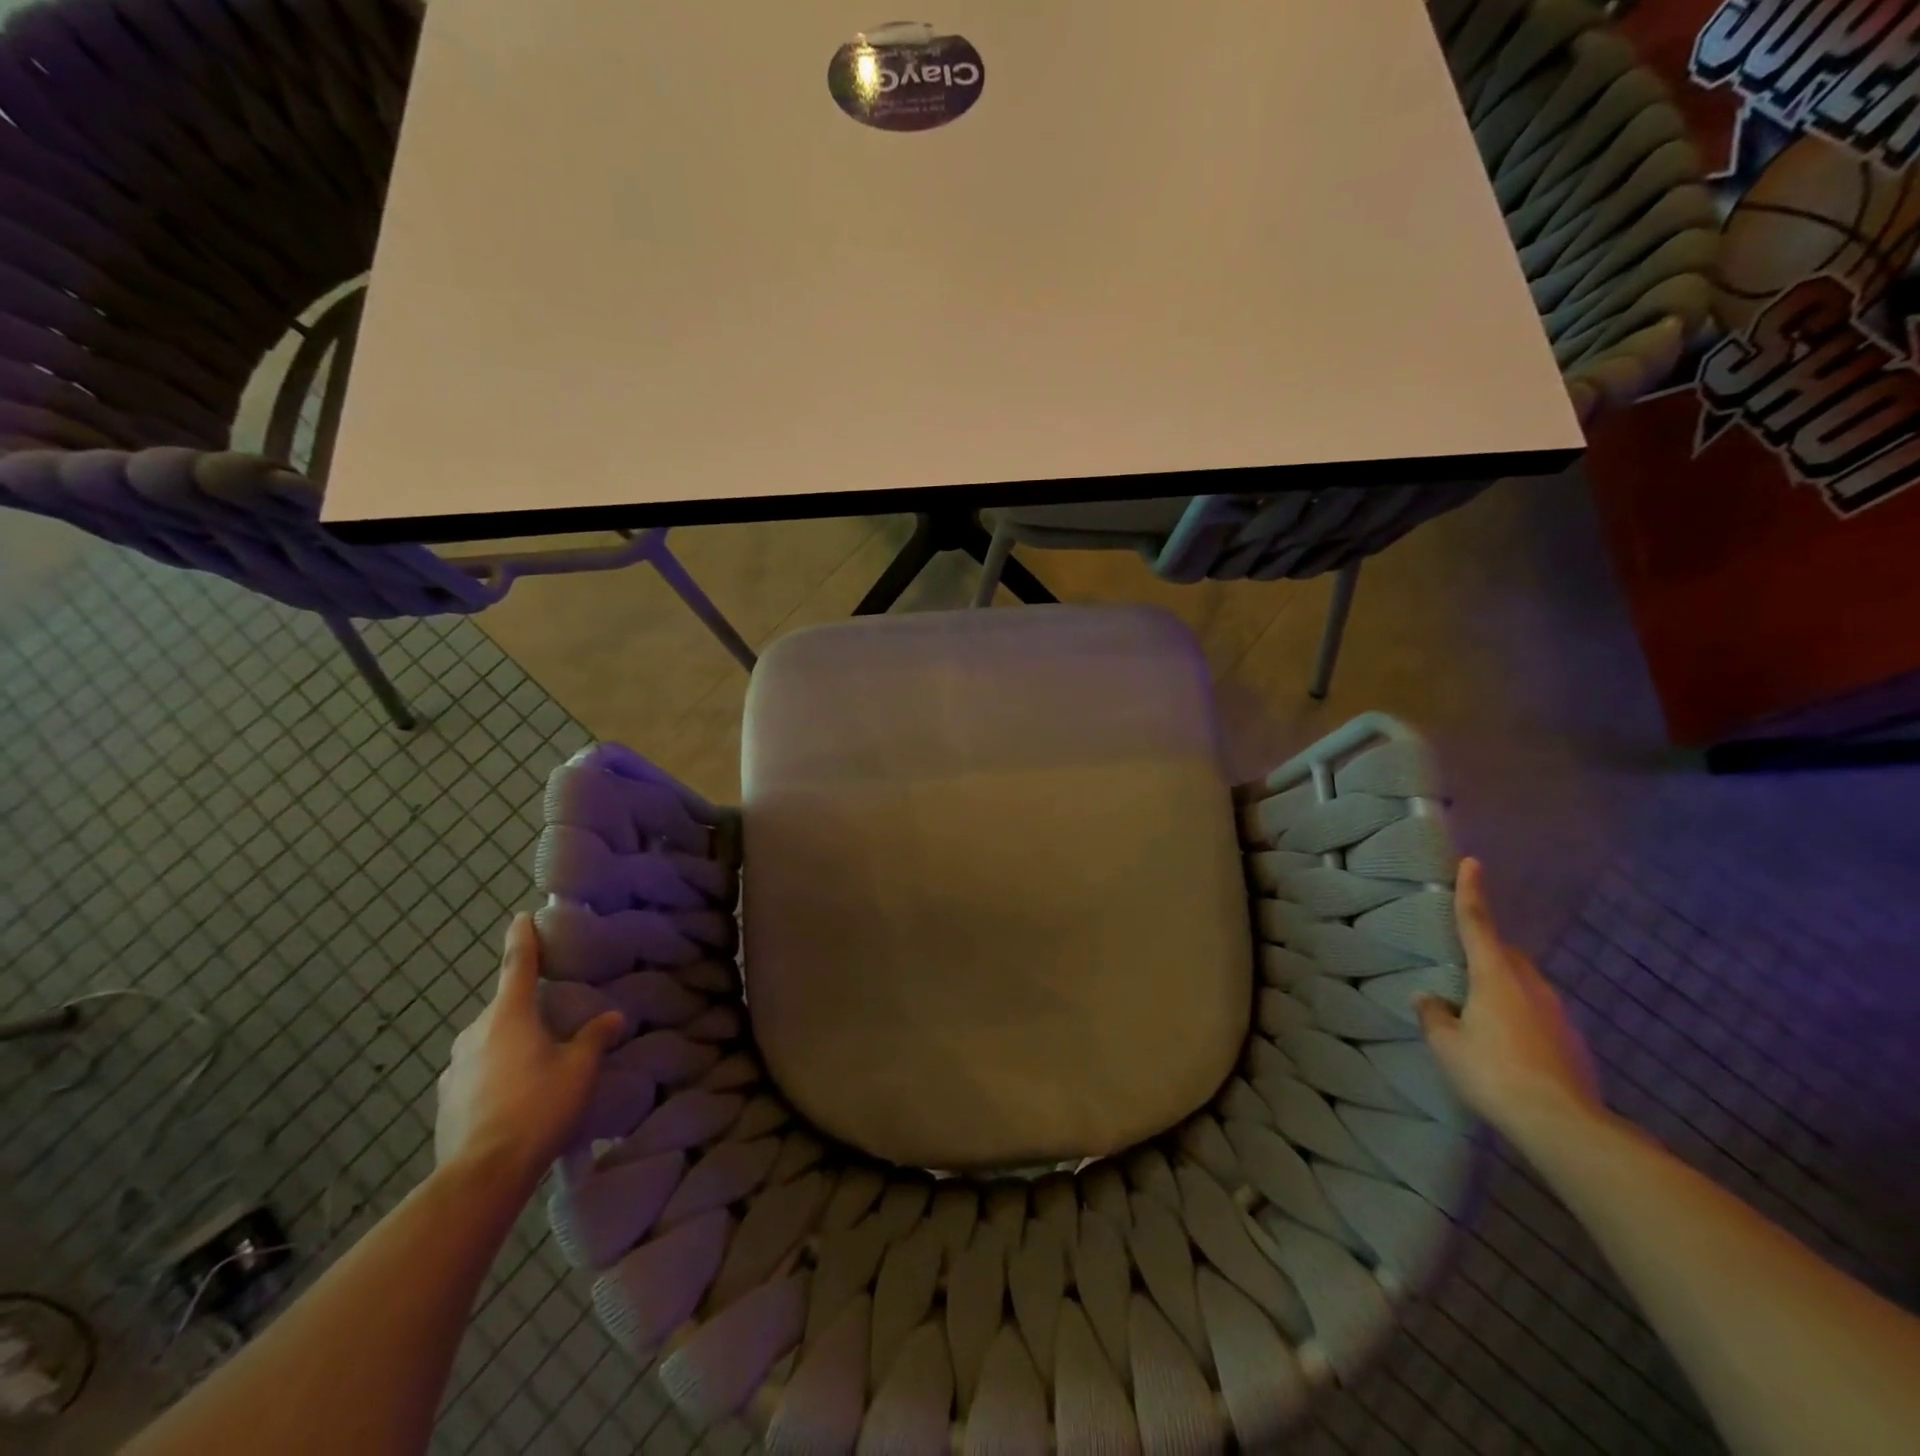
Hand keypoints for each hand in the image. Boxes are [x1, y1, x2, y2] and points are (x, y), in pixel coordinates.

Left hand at [435, 914, 623, 1186]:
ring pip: (488, 1041)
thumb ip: (595, 1038)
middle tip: (552, 1017)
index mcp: (509, 1015)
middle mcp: (475, 1032)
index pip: (516, 964)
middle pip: (504, 1007)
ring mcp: (454, 1067)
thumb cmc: (537, 1107)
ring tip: (535, 1064)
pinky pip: (475, 1072)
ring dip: (509, 1043)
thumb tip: (613, 1017)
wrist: (481, 1174)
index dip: (522, 938)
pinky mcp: (445, 1099)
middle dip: (525, 1007)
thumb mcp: (579, 1069)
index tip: (521, 917)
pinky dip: (494, 1073)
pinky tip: (512, 1096)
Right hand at [1416, 858, 1606, 1144]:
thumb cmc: (1493, 1073)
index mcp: (1495, 976)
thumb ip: (1434, 1015)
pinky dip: (1520, 1016)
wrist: (1564, 1125)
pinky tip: (1507, 1043)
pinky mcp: (1573, 1042)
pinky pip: (1538, 1014)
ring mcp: (1557, 1014)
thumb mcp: (1447, 1044)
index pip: (1477, 923)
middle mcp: (1530, 985)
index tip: (1472, 863)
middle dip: (1486, 950)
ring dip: (1503, 986)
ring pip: (1525, 984)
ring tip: (1480, 1009)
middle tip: (1462, 963)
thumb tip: (1427, 998)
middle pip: (1505, 955)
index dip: (1471, 892)